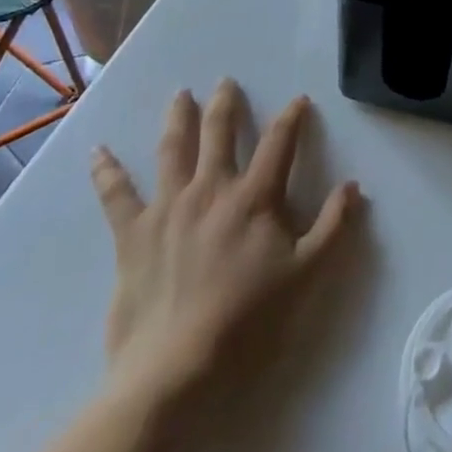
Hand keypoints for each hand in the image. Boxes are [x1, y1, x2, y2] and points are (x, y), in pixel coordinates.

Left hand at [88, 79, 361, 406]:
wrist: (176, 369)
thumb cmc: (248, 321)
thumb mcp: (306, 275)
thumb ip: (333, 227)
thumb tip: (353, 186)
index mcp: (255, 197)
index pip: (279, 143)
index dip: (291, 117)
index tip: (298, 101)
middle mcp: (211, 189)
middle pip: (220, 133)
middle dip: (226, 105)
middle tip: (226, 82)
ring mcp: (168, 207)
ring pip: (173, 149)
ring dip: (178, 118)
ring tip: (181, 95)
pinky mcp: (132, 234)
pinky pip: (116, 194)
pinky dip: (106, 170)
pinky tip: (98, 150)